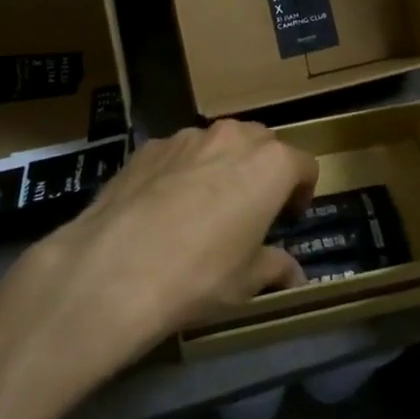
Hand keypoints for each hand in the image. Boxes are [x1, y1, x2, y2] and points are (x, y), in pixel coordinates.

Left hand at [31, 120, 318, 351]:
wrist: (115, 268)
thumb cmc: (200, 274)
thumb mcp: (247, 282)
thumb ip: (275, 268)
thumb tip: (294, 275)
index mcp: (270, 164)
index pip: (304, 166)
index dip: (302, 192)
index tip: (289, 219)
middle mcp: (233, 137)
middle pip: (262, 143)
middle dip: (263, 170)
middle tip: (252, 208)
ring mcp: (187, 136)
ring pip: (218, 142)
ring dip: (223, 164)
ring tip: (205, 205)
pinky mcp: (148, 146)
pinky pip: (179, 152)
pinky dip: (182, 170)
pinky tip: (164, 207)